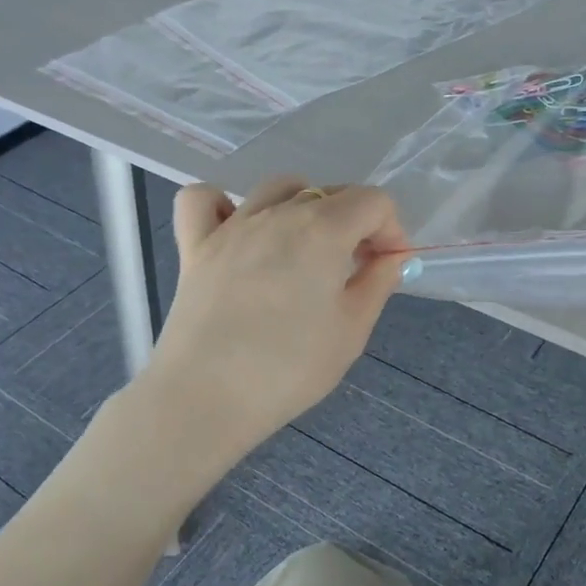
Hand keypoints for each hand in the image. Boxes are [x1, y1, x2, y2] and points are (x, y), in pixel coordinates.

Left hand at [139, 176, 407, 463]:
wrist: (206, 396)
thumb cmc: (289, 368)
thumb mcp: (352, 331)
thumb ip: (377, 283)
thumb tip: (389, 256)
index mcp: (323, 230)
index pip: (373, 201)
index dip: (391, 230)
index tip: (386, 266)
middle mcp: (278, 214)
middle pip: (330, 192)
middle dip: (355, 222)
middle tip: (355, 269)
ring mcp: (231, 226)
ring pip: (277, 188)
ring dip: (303, 206)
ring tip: (305, 248)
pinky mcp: (194, 246)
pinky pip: (203, 200)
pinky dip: (223, 204)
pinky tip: (238, 231)